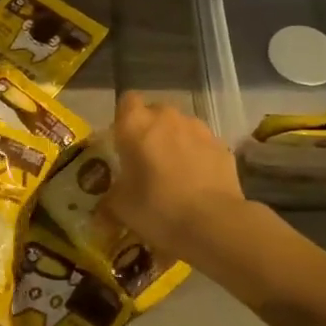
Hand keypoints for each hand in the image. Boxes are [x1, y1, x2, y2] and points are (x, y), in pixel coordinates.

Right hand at [102, 92, 247, 250]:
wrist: (213, 223)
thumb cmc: (157, 208)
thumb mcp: (121, 208)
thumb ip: (110, 199)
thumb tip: (104, 208)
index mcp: (135, 125)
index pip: (127, 101)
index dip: (125, 119)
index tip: (123, 142)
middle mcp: (166, 117)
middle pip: (155, 114)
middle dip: (151, 132)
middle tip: (147, 162)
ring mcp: (198, 129)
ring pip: (181, 128)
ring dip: (176, 143)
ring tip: (175, 175)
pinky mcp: (222, 145)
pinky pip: (202, 145)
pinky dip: (198, 157)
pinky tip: (198, 184)